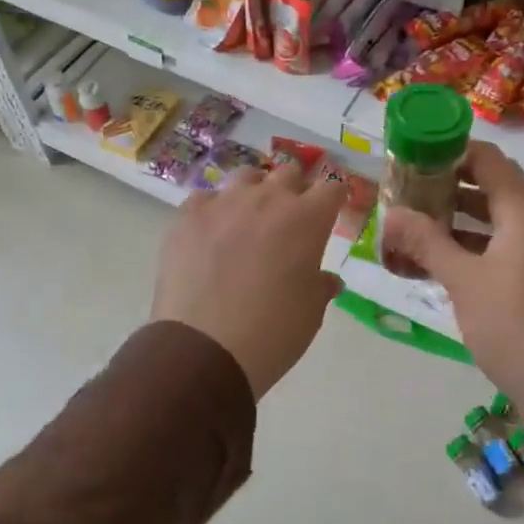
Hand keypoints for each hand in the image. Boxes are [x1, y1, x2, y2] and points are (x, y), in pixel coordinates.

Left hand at [152, 162, 346, 399]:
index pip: (332, 186)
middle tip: (292, 219)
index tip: (332, 210)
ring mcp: (224, 203)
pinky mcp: (188, 216)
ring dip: (255, 192)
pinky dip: (214, 210)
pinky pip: (206, 198)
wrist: (204, 350)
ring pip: (247, 177)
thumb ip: (320, 286)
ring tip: (250, 219)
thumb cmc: (272, 333)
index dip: (334, 197)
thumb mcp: (311, 313)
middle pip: (289, 173)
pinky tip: (211, 234)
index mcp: (307, 219)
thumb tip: (326, 280)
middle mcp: (268, 199)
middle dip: (296, 190)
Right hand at [382, 141, 523, 433]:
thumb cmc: (512, 324)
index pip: (489, 159)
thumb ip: (427, 242)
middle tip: (406, 190)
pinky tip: (431, 258)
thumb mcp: (464, 280)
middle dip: (446, 185)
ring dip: (453, 217)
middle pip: (488, 186)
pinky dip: (465, 244)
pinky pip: (494, 245)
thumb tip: (391, 214)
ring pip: (489, 218)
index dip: (452, 152)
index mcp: (523, 213)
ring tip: (411, 222)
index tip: (415, 157)